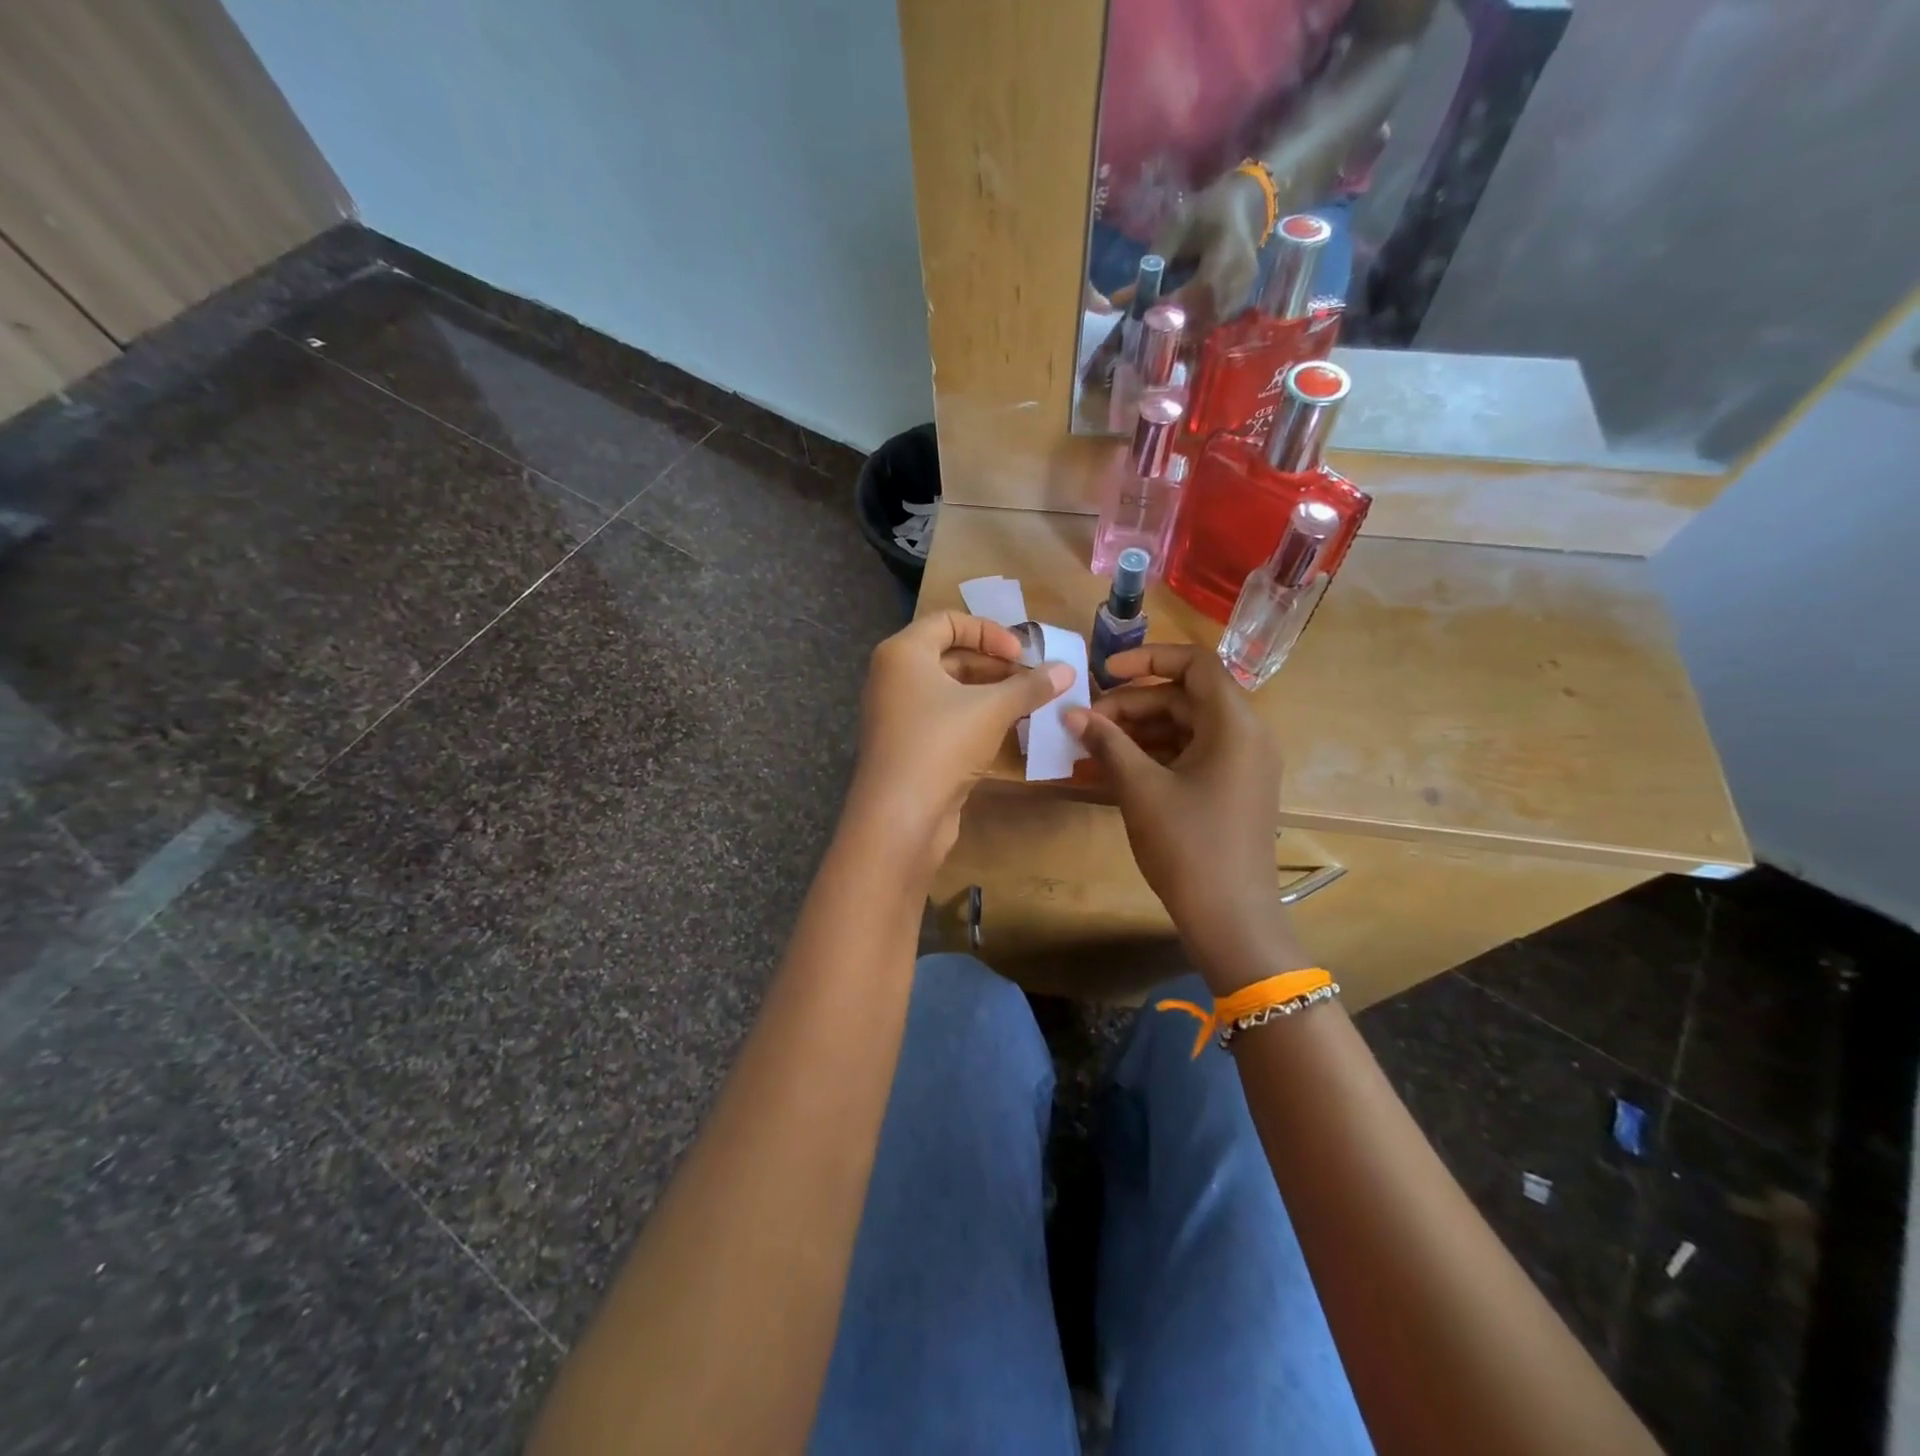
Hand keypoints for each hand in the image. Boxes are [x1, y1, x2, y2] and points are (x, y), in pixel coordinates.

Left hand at [848, 612, 1072, 868]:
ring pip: (949, 689)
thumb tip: (1067, 670)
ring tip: (1027, 704)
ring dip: (989, 693)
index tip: (1023, 655)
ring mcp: (897, 713)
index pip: (949, 621)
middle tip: (1033, 680)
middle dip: (995, 664)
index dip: (990, 632)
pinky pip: (944, 717)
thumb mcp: (993, 709)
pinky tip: (1007, 730)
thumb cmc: (941, 744)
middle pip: (950, 655)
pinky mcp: (906, 745)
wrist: (900, 816)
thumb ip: (1031, 686)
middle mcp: (893, 676)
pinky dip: (974, 717)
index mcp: (903, 653)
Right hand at [1065, 644, 1294, 988]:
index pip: (1195, 664)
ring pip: (1184, 728)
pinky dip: (1153, 757)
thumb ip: (1107, 743)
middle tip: (1087, 723)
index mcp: (1234, 724)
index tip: (1104, 672)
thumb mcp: (1141, 789)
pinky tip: (1112, 770)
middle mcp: (1245, 735)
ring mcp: (1240, 765)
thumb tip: (1071, 713)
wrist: (1231, 919)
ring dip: (1137, 732)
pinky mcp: (1230, 790)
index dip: (1148, 659)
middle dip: (1132, 705)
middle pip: (1184, 698)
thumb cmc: (1188, 846)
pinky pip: (1189, 756)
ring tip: (1092, 747)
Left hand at [1149, 170, 1285, 332]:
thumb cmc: (1205, 213)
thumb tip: (1119, 301)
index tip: (1146, 313)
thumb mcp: (1176, 228)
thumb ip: (1152, 264)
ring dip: (1183, 332)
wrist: (1243, 209)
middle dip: (1175, 325)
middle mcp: (1241, 275)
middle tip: (1149, 330)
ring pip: (1210, 325)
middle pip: (1206, 314)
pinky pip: (1215, 324)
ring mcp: (1244, 291)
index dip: (1173, 306)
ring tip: (1160, 330)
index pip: (1201, 289)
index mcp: (1228, 248)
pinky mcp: (1241, 302)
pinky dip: (1194, 329)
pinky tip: (1177, 326)